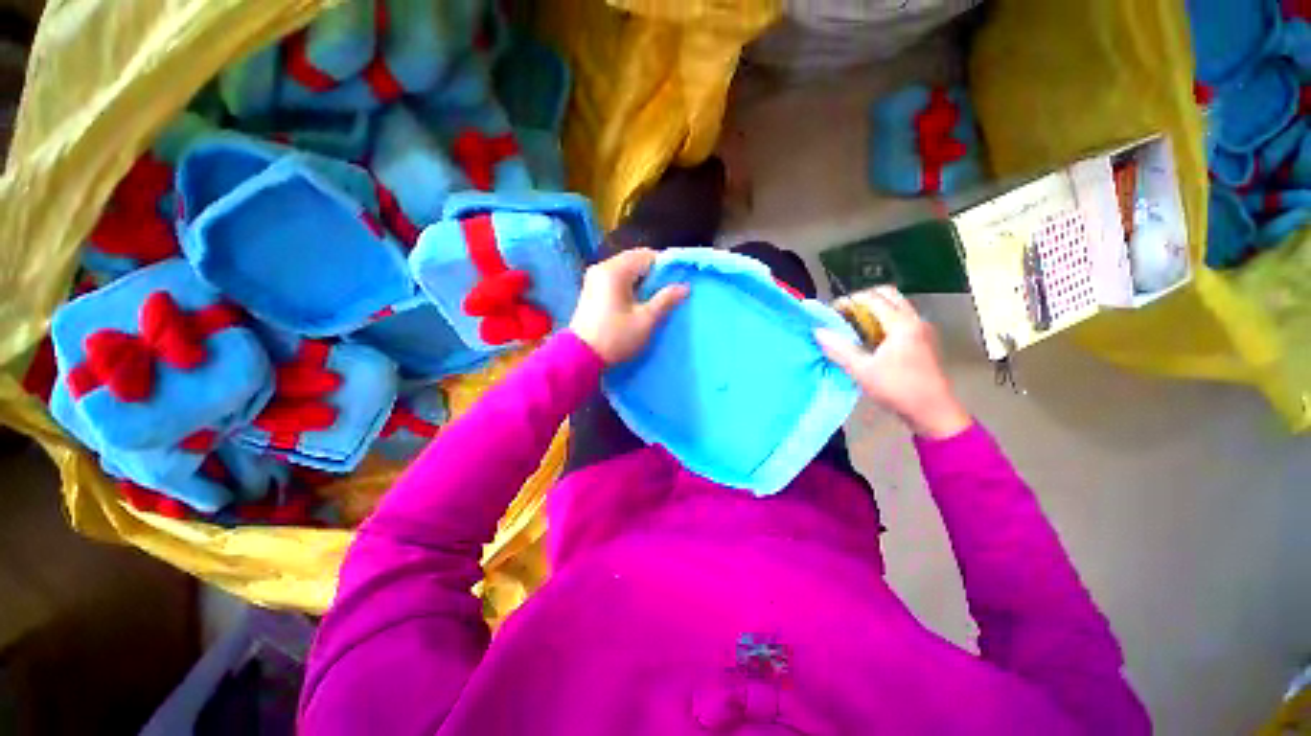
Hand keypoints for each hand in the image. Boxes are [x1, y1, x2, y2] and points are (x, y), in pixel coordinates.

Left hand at [569, 248, 688, 364]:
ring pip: (626, 269)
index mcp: (615, 270)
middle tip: (668, 292)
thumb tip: (684, 287)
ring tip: (655, 298)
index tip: (678, 282)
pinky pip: (616, 278)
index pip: (647, 255)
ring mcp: (594, 278)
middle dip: (654, 273)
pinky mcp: (591, 289)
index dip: (665, 266)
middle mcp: (602, 267)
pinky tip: (637, 301)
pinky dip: (629, 285)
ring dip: (642, 280)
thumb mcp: (646, 320)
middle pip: (635, 260)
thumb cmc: (616, 337)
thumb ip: (666, 300)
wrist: (581, 357)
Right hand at [815, 287, 971, 439]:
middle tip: (845, 314)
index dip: (849, 301)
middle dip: (863, 299)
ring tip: (854, 325)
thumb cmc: (897, 388)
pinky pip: (901, 317)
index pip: (872, 298)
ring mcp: (921, 329)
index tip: (833, 312)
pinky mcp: (923, 339)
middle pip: (888, 294)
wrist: (932, 411)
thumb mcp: (862, 370)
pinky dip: (883, 318)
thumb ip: (839, 348)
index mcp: (901, 324)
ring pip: (896, 305)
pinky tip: (871, 337)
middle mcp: (914, 320)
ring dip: (874, 308)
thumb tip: (818, 331)